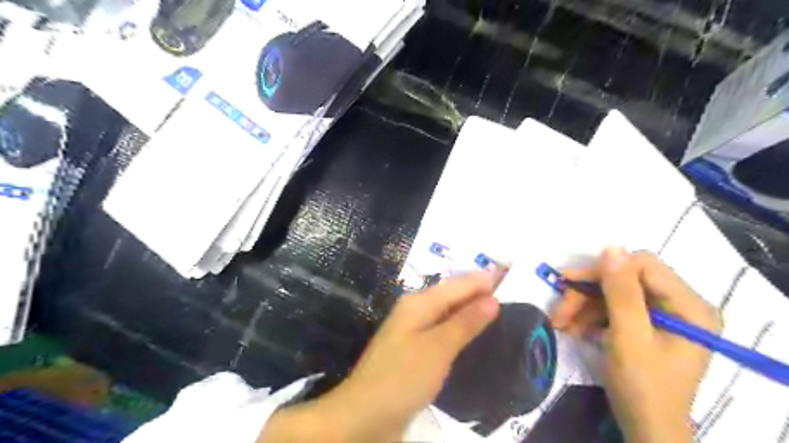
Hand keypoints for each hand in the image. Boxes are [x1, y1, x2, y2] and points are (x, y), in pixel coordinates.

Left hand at [262, 273, 501, 442]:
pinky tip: (471, 336)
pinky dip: (458, 330)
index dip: (480, 281)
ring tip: (496, 312)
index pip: (455, 285)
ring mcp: (412, 332)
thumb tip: (492, 299)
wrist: (365, 415)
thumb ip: (465, 322)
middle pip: (450, 296)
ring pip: (446, 314)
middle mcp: (414, 312)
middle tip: (506, 293)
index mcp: (418, 303)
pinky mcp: (413, 352)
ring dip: (468, 311)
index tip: (507, 278)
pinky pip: (441, 332)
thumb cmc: (403, 376)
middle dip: (475, 293)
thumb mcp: (438, 347)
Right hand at [550, 248, 719, 442]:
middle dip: (587, 294)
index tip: (568, 282)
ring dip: (582, 307)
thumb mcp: (629, 337)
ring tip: (560, 323)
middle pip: (624, 280)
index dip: (604, 270)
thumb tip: (611, 247)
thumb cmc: (643, 387)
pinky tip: (573, 329)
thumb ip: (622, 292)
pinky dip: (589, 317)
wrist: (645, 430)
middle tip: (559, 310)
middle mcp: (678, 305)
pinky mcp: (644, 326)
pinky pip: (612, 309)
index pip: (643, 266)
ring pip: (612, 294)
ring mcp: (661, 316)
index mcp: (689, 306)